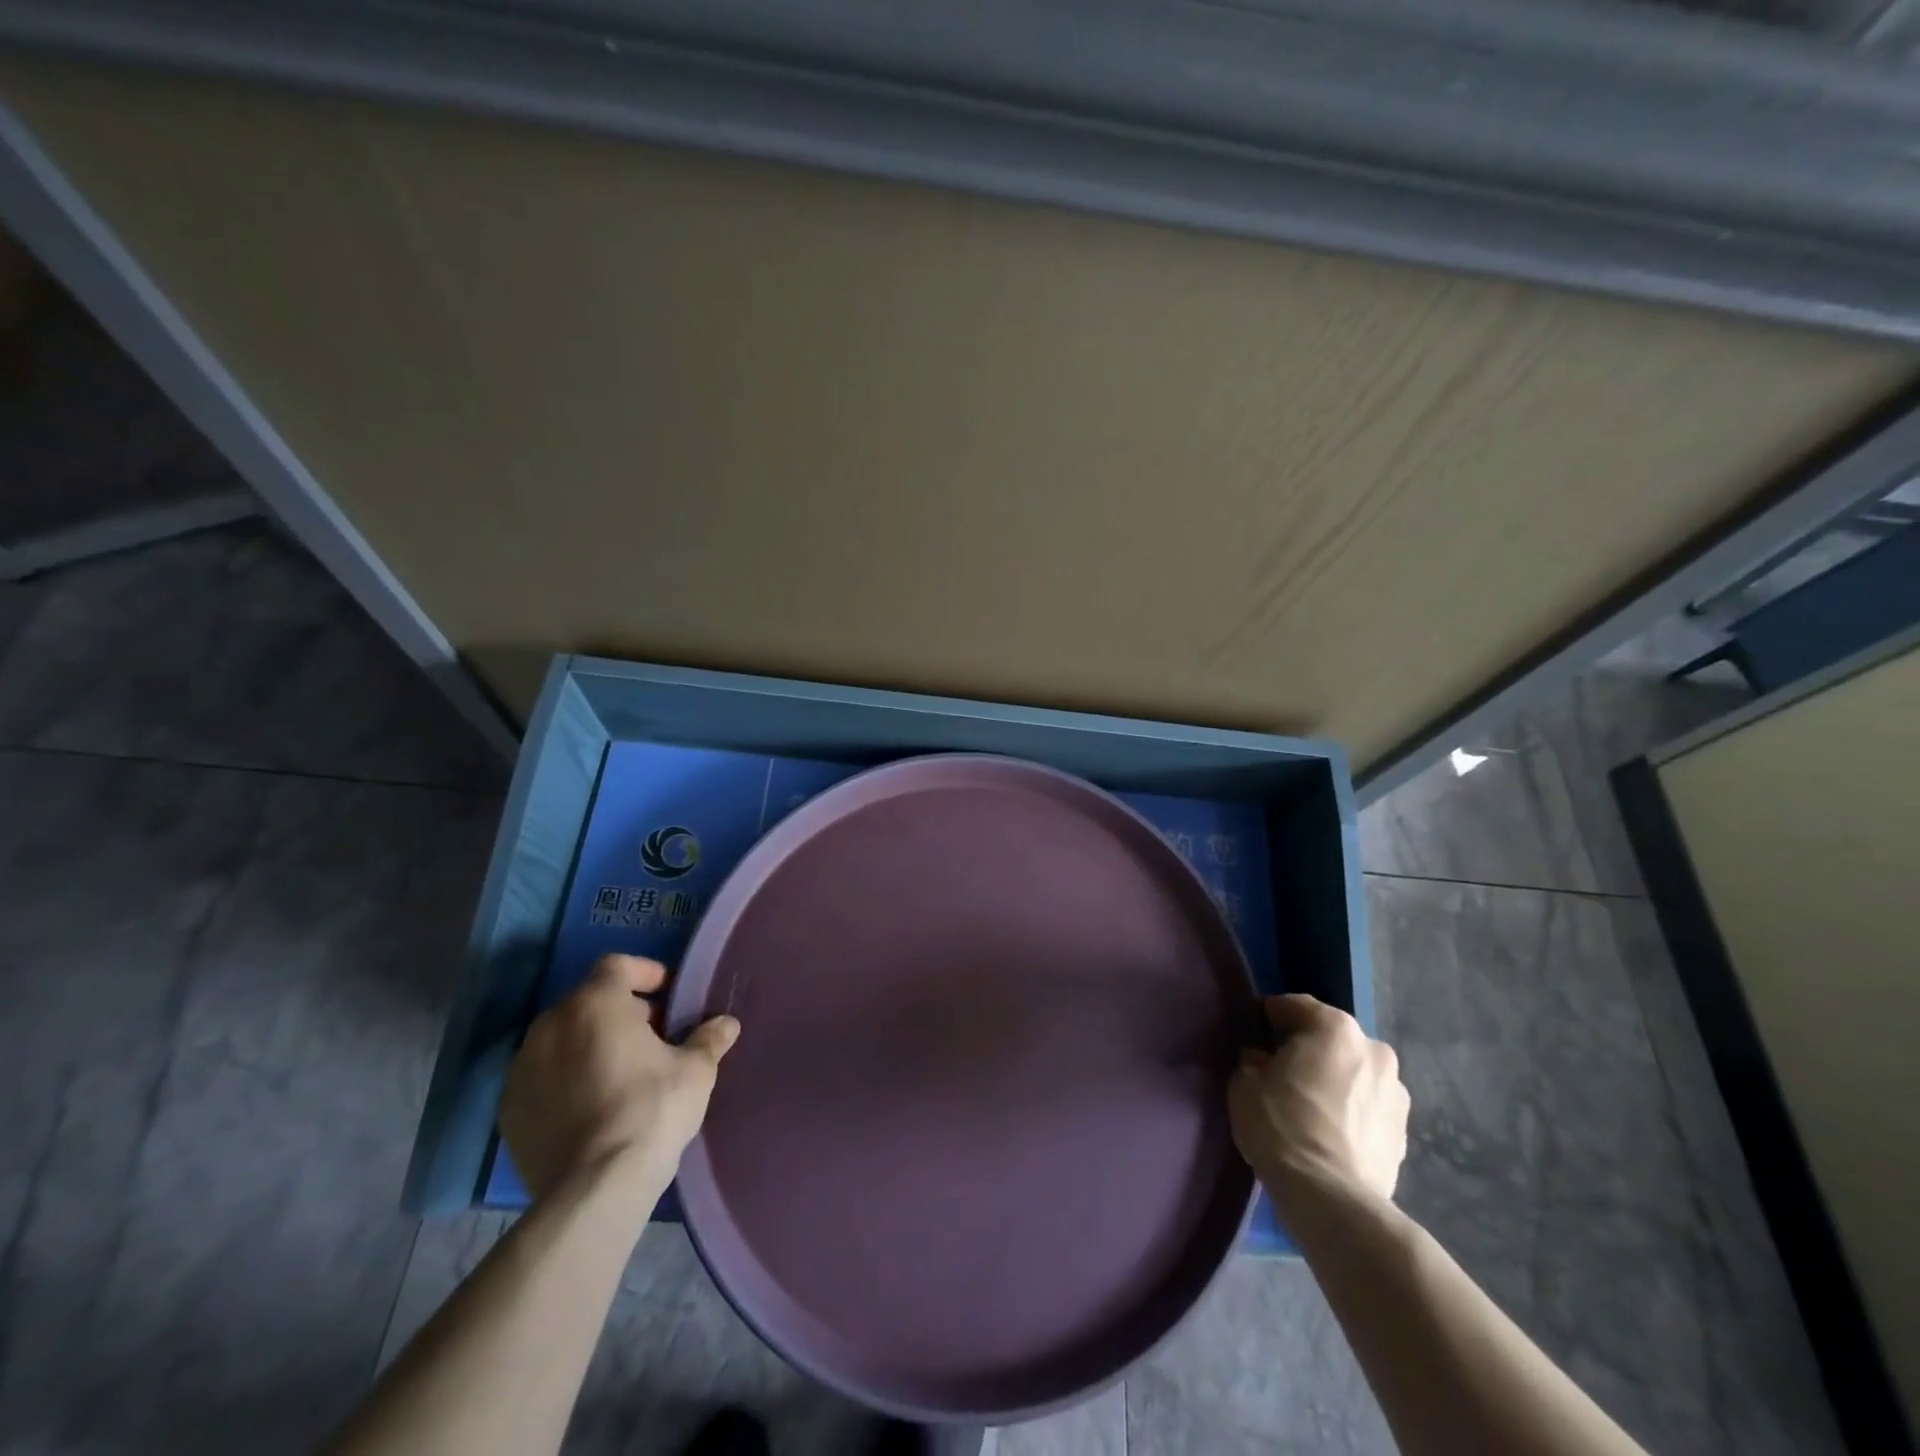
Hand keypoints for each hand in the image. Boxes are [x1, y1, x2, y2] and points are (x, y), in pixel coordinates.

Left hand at [499, 954, 739, 1202]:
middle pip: (588, 1001)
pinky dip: (565, 1079)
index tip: (668, 994)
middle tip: (652, 1036)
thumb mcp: (695, 1071)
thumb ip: (709, 1039)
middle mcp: (550, 1025)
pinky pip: (542, 1077)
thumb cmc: (651, 1110)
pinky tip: (591, 1106)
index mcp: (595, 1004)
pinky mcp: (509, 1109)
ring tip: (621, 1072)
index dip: (645, 973)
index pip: (617, 965)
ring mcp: (522, 1068)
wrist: (593, 1189)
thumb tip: (726, 1024)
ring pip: (562, 1039)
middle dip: (620, 1012)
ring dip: (590, 1044)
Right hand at [1229, 994, 1408, 1206]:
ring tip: (1310, 1107)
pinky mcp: (1404, 1133)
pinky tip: (1330, 1132)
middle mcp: (1374, 1050)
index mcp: (1335, 1028)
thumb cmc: (1282, 1126)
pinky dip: (1351, 1112)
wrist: (1331, 1198)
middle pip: (1331, 1039)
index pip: (1296, 1006)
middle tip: (1282, 1071)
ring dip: (1335, 1081)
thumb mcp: (1245, 1083)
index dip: (1270, 1018)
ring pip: (1354, 1074)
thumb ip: (1254, 1062)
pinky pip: (1368, 1108)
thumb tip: (1262, 1061)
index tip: (1255, 1033)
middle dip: (1309, 1049)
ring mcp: (1396, 1093)